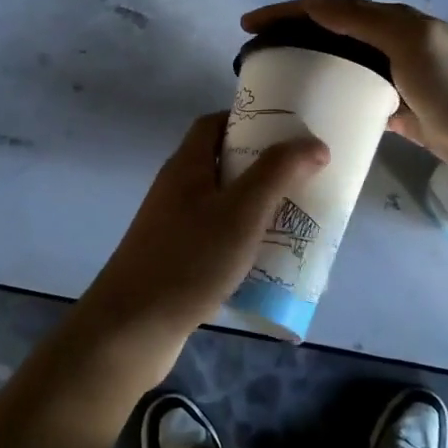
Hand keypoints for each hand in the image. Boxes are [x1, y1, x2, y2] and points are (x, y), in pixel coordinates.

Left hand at [81, 113, 329, 341]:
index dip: (247, 120)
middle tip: (301, 178)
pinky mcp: (176, 260)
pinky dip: (243, 242)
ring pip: (222, 204)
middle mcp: (176, 189)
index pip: (213, 124)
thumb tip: (314, 143)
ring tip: (295, 219)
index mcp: (186, 166)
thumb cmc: (189, 258)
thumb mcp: (242, 211)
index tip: (285, 130)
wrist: (132, 327)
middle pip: (221, 164)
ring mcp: (173, 226)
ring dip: (256, 208)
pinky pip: (217, 238)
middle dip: (261, 168)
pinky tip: (268, 261)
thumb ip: (277, 173)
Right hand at [242, 0, 447, 182]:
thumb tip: (312, 2)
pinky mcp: (404, 111)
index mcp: (392, 22)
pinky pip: (361, 99)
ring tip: (279, 85)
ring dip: (312, 67)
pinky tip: (318, 113)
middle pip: (332, 34)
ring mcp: (399, 78)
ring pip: (344, 67)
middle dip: (293, 37)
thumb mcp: (410, 42)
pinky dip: (337, 100)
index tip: (248, 26)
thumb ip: (363, 20)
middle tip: (258, 57)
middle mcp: (393, 44)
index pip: (328, 9)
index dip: (286, 13)